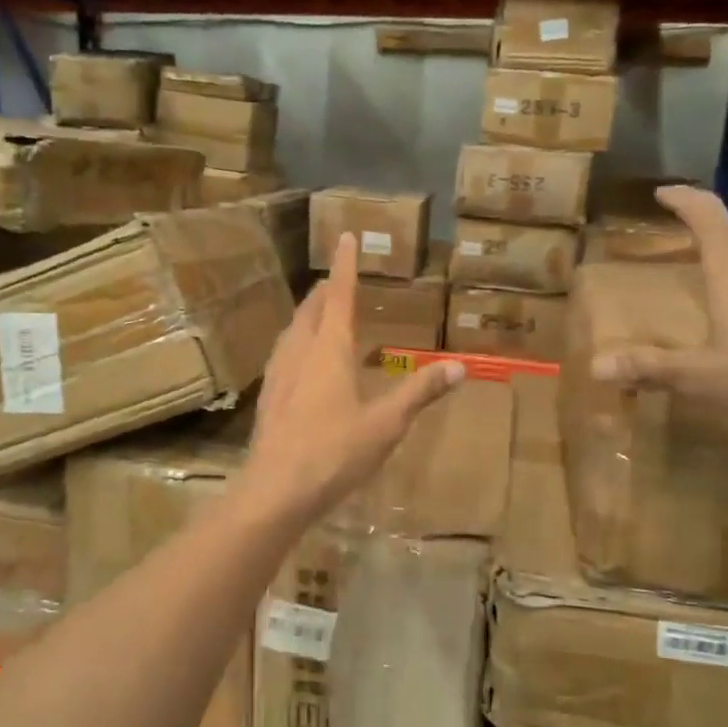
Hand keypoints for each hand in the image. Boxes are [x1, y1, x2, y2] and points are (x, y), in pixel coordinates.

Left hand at [244, 234, 464, 520]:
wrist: (275, 489)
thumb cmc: (334, 452)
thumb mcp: (386, 424)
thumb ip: (420, 392)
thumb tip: (459, 366)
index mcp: (329, 350)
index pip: (340, 296)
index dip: (346, 266)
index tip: (346, 237)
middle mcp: (300, 352)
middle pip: (312, 310)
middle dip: (326, 291)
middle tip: (337, 279)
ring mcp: (279, 374)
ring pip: (293, 331)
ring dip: (308, 315)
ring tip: (319, 312)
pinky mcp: (268, 397)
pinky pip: (284, 354)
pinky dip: (297, 342)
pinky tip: (300, 361)